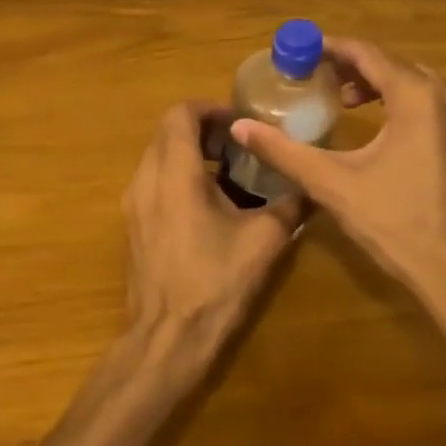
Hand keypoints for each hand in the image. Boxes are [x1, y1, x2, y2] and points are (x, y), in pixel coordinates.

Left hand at [122, 102, 301, 361]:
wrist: (168, 337)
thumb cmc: (215, 282)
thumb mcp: (264, 240)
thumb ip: (290, 204)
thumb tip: (312, 186)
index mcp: (175, 173)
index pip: (180, 114)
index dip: (210, 108)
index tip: (240, 123)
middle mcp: (146, 178)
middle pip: (167, 132)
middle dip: (203, 130)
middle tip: (239, 145)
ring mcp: (134, 202)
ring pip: (158, 156)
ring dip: (190, 153)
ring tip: (229, 173)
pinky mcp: (133, 224)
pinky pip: (153, 181)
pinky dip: (178, 176)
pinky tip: (209, 204)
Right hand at [231, 39, 445, 323]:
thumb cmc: (395, 223)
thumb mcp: (331, 183)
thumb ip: (283, 151)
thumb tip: (239, 127)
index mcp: (416, 98)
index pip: (367, 54)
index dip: (330, 48)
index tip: (299, 53)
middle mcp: (445, 99)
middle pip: (391, 64)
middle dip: (350, 65)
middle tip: (314, 76)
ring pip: (413, 84)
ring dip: (375, 84)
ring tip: (340, 100)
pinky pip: (428, 105)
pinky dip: (398, 102)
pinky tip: (377, 127)